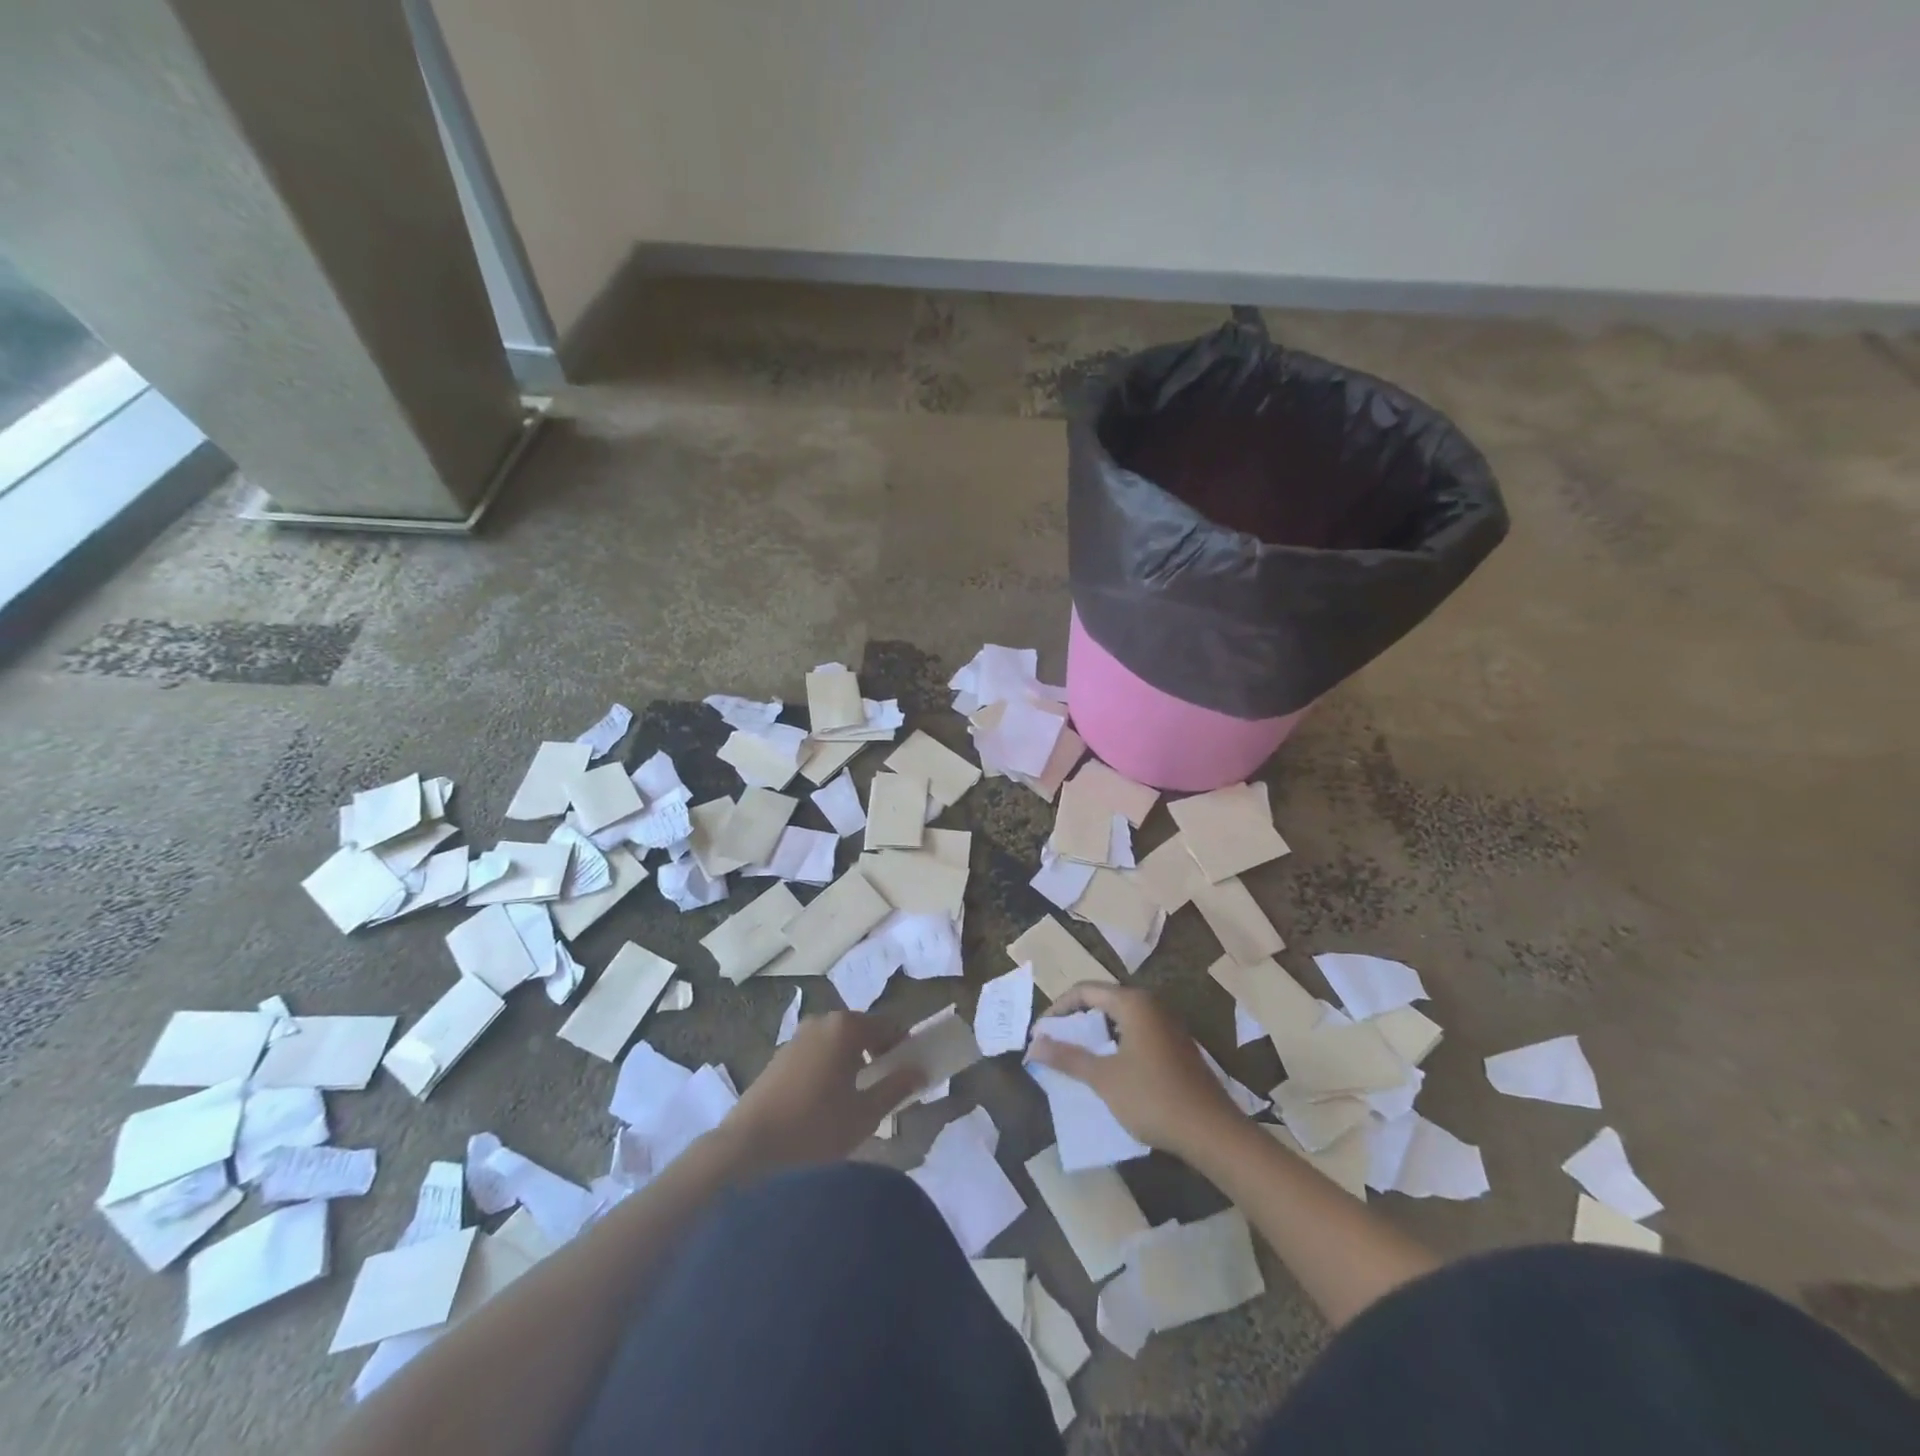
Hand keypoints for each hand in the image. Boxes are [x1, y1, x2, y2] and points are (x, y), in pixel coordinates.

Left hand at [724, 1011, 923, 1167]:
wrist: (746, 1151)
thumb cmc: (815, 1129)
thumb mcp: (865, 1114)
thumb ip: (896, 1087)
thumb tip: (918, 1071)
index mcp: (846, 1027)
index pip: (888, 1025)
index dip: (903, 1047)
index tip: (910, 1073)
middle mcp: (821, 1021)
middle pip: (861, 1030)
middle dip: (877, 1053)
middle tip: (885, 1087)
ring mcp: (796, 1038)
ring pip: (836, 1043)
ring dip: (851, 1062)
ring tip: (855, 1099)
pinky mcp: (777, 1058)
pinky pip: (815, 1054)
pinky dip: (828, 1069)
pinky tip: (825, 1104)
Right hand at [1028, 983, 1240, 1159]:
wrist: (1211, 1132)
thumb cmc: (1153, 1097)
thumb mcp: (1103, 1078)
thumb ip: (1067, 1057)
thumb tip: (1033, 1045)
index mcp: (1133, 1003)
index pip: (1085, 990)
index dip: (1058, 1008)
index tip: (1040, 1031)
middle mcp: (1151, 1004)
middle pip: (1104, 1000)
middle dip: (1076, 1019)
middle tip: (1054, 1041)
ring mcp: (1167, 1024)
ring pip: (1121, 1018)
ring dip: (1096, 1033)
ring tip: (1075, 1055)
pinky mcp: (1176, 1045)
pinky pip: (1136, 1032)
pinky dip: (1115, 1043)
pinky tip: (1107, 1068)